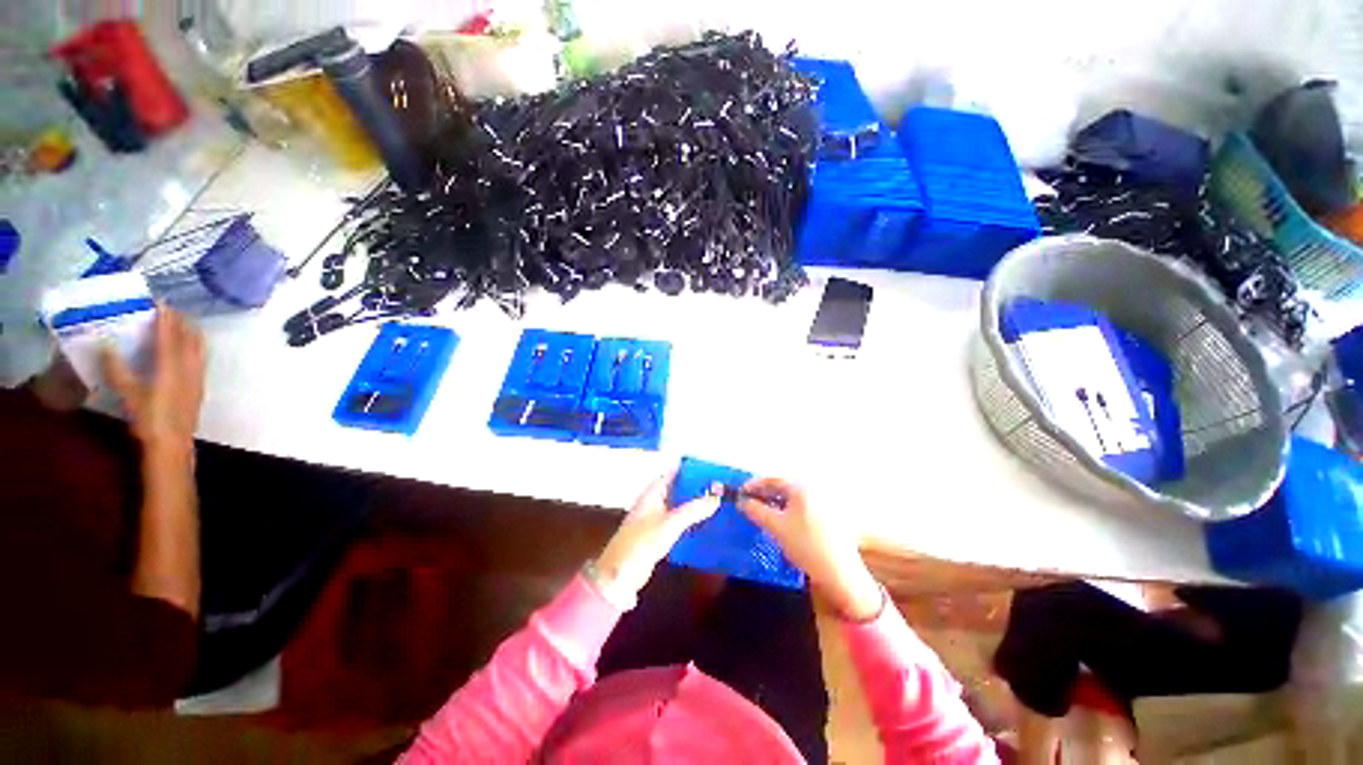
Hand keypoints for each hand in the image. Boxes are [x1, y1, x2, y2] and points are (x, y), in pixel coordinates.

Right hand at [102, 307, 205, 457]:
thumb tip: (106, 345)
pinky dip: (195, 347)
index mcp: (171, 368)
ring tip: (182, 324)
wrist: (172, 445)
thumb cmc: (149, 420)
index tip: (162, 303)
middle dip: (181, 323)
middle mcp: (189, 370)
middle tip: (171, 310)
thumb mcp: (129, 394)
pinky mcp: (200, 387)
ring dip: (191, 334)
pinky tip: (189, 348)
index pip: (170, 337)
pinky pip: (200, 360)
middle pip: (189, 340)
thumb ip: (117, 370)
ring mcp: (198, 378)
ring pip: (199, 349)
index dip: (166, 319)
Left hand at [594, 471, 721, 605]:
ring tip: (716, 502)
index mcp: (652, 493)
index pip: (673, 473)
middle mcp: (653, 502)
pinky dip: (689, 520)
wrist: (621, 574)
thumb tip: (715, 499)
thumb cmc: (641, 543)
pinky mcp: (657, 535)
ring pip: (678, 505)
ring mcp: (654, 518)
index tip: (709, 468)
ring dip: (693, 504)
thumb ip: (693, 511)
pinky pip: (677, 521)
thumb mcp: (670, 524)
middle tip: (719, 486)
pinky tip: (703, 523)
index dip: (689, 470)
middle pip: (677, 489)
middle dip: (695, 487)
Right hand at [738, 478, 883, 620]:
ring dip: (775, 502)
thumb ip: (756, 510)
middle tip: (749, 502)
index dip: (754, 485)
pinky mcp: (827, 516)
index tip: (740, 493)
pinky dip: (787, 509)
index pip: (773, 480)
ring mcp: (823, 502)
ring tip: (761, 512)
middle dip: (764, 493)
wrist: (838, 572)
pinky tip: (780, 521)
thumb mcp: (775, 526)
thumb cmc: (805, 544)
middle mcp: (814, 490)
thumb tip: (742, 502)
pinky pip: (801, 506)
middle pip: (783, 487)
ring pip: (792, 497)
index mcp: (802, 487)